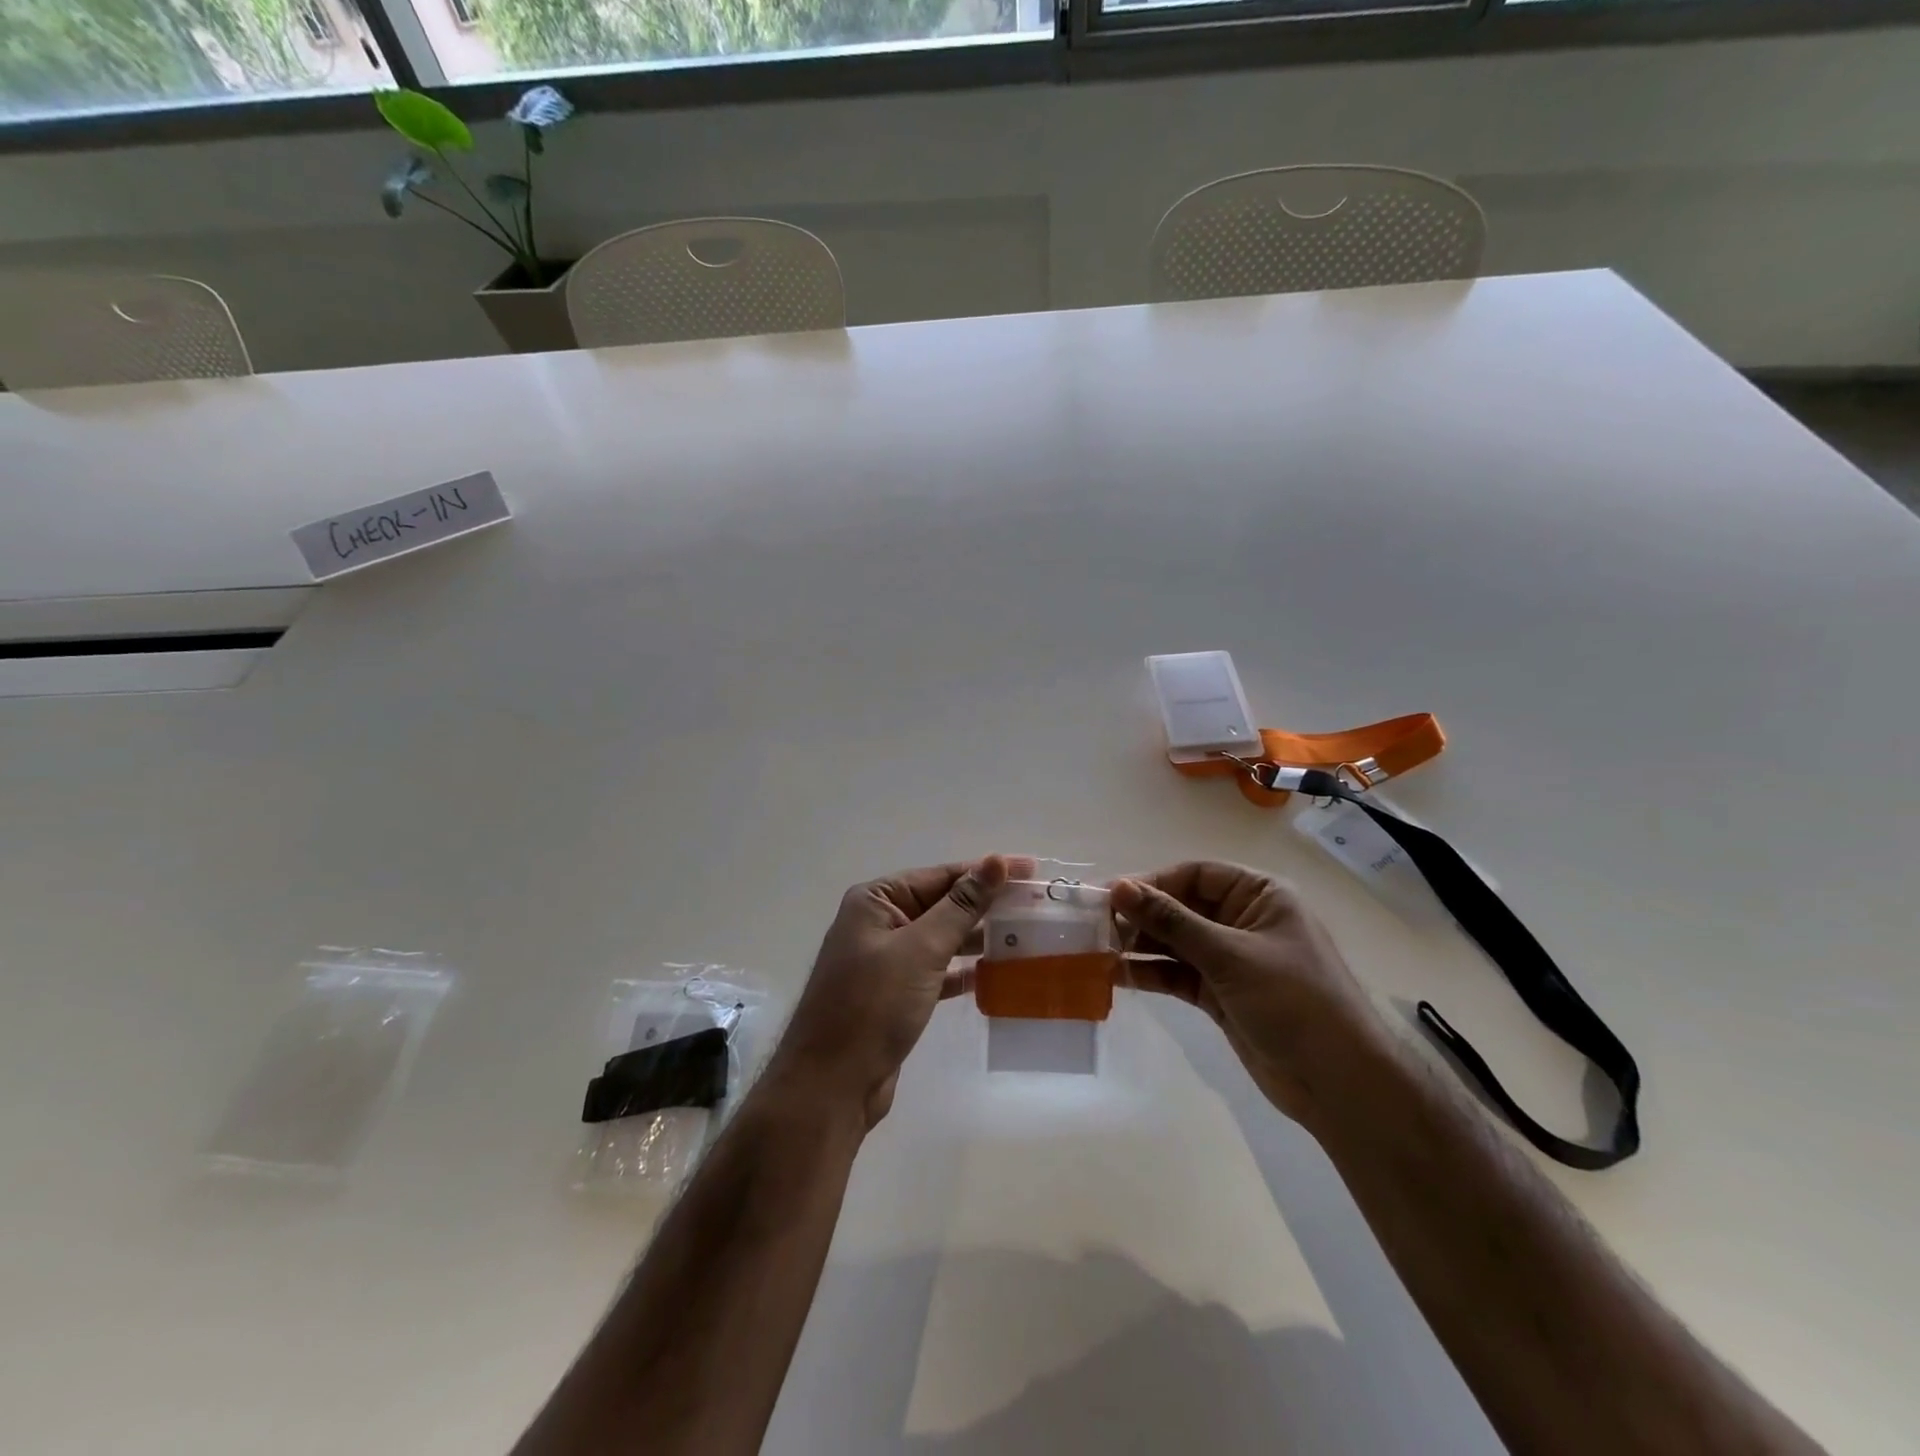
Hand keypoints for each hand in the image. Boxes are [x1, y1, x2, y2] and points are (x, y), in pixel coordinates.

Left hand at [771, 857, 1008, 1127]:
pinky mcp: (894, 994)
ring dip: (978, 937)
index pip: (940, 875)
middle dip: (986, 905)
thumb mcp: (921, 949)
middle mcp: (878, 923)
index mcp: (876, 900)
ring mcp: (885, 960)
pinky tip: (994, 971)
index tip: (1031, 870)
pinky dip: (962, 970)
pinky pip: (936, 970)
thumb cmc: (873, 1005)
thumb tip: (997, 861)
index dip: (986, 872)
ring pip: (941, 938)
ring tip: (1024, 936)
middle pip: (942, 904)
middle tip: (1035, 905)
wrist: (831, 1085)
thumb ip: (962, 905)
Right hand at [1112, 862, 1386, 1127]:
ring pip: (1175, 942)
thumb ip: (1172, 922)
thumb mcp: (1230, 955)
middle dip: (1141, 917)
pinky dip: (1150, 973)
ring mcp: (1231, 960)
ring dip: (1140, 946)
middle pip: (1181, 907)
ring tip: (1097, 951)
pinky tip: (1117, 976)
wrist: (1341, 1085)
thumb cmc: (1294, 1002)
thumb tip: (1119, 888)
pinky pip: (1178, 974)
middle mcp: (1243, 921)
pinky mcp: (1220, 994)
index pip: (1196, 875)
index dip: (1152, 883)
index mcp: (1259, 896)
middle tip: (1096, 927)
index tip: (1110, 896)